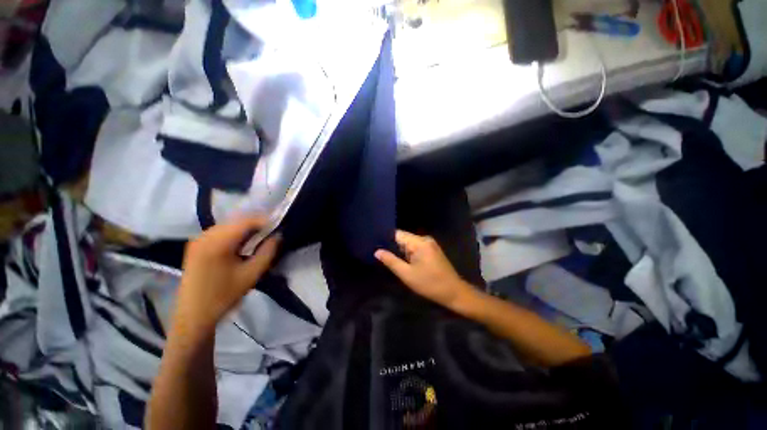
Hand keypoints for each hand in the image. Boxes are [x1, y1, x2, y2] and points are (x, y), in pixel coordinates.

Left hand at [174, 217, 280, 336]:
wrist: (193, 316)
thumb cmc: (224, 296)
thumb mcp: (252, 275)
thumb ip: (268, 252)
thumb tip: (278, 235)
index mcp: (217, 243)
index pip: (246, 221)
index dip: (265, 222)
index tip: (278, 228)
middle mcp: (205, 236)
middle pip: (237, 221)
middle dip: (256, 225)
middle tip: (271, 235)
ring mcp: (198, 239)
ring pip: (229, 225)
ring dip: (246, 229)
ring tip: (259, 240)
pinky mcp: (196, 245)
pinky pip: (220, 232)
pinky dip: (235, 234)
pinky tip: (242, 245)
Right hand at [374, 230, 475, 310]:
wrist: (454, 292)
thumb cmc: (429, 284)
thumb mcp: (407, 274)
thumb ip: (391, 261)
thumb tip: (377, 251)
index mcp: (419, 242)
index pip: (397, 234)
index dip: (386, 239)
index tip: (375, 244)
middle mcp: (424, 239)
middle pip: (403, 238)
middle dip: (392, 246)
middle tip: (380, 255)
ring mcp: (430, 243)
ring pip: (409, 243)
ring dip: (401, 251)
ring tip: (389, 258)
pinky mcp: (432, 249)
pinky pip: (416, 247)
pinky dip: (408, 253)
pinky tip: (403, 261)